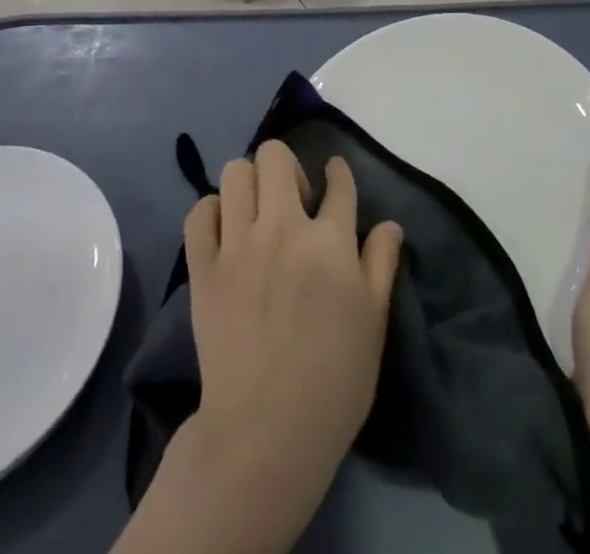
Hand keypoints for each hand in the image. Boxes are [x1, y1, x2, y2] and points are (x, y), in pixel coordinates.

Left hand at [187, 141, 402, 519]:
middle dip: (287, 166)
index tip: (333, 175)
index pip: (338, 181)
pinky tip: (226, 232)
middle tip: (292, 200)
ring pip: (236, 172)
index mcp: (329, 240)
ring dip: (250, 182)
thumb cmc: (333, 380)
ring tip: (257, 212)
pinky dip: (212, 212)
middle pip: (276, 156)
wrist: (265, 433)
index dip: (338, 172)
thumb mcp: (373, 322)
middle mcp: (283, 228)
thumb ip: (381, 264)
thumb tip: (390, 224)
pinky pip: (199, 212)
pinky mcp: (203, 267)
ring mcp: (238, 245)